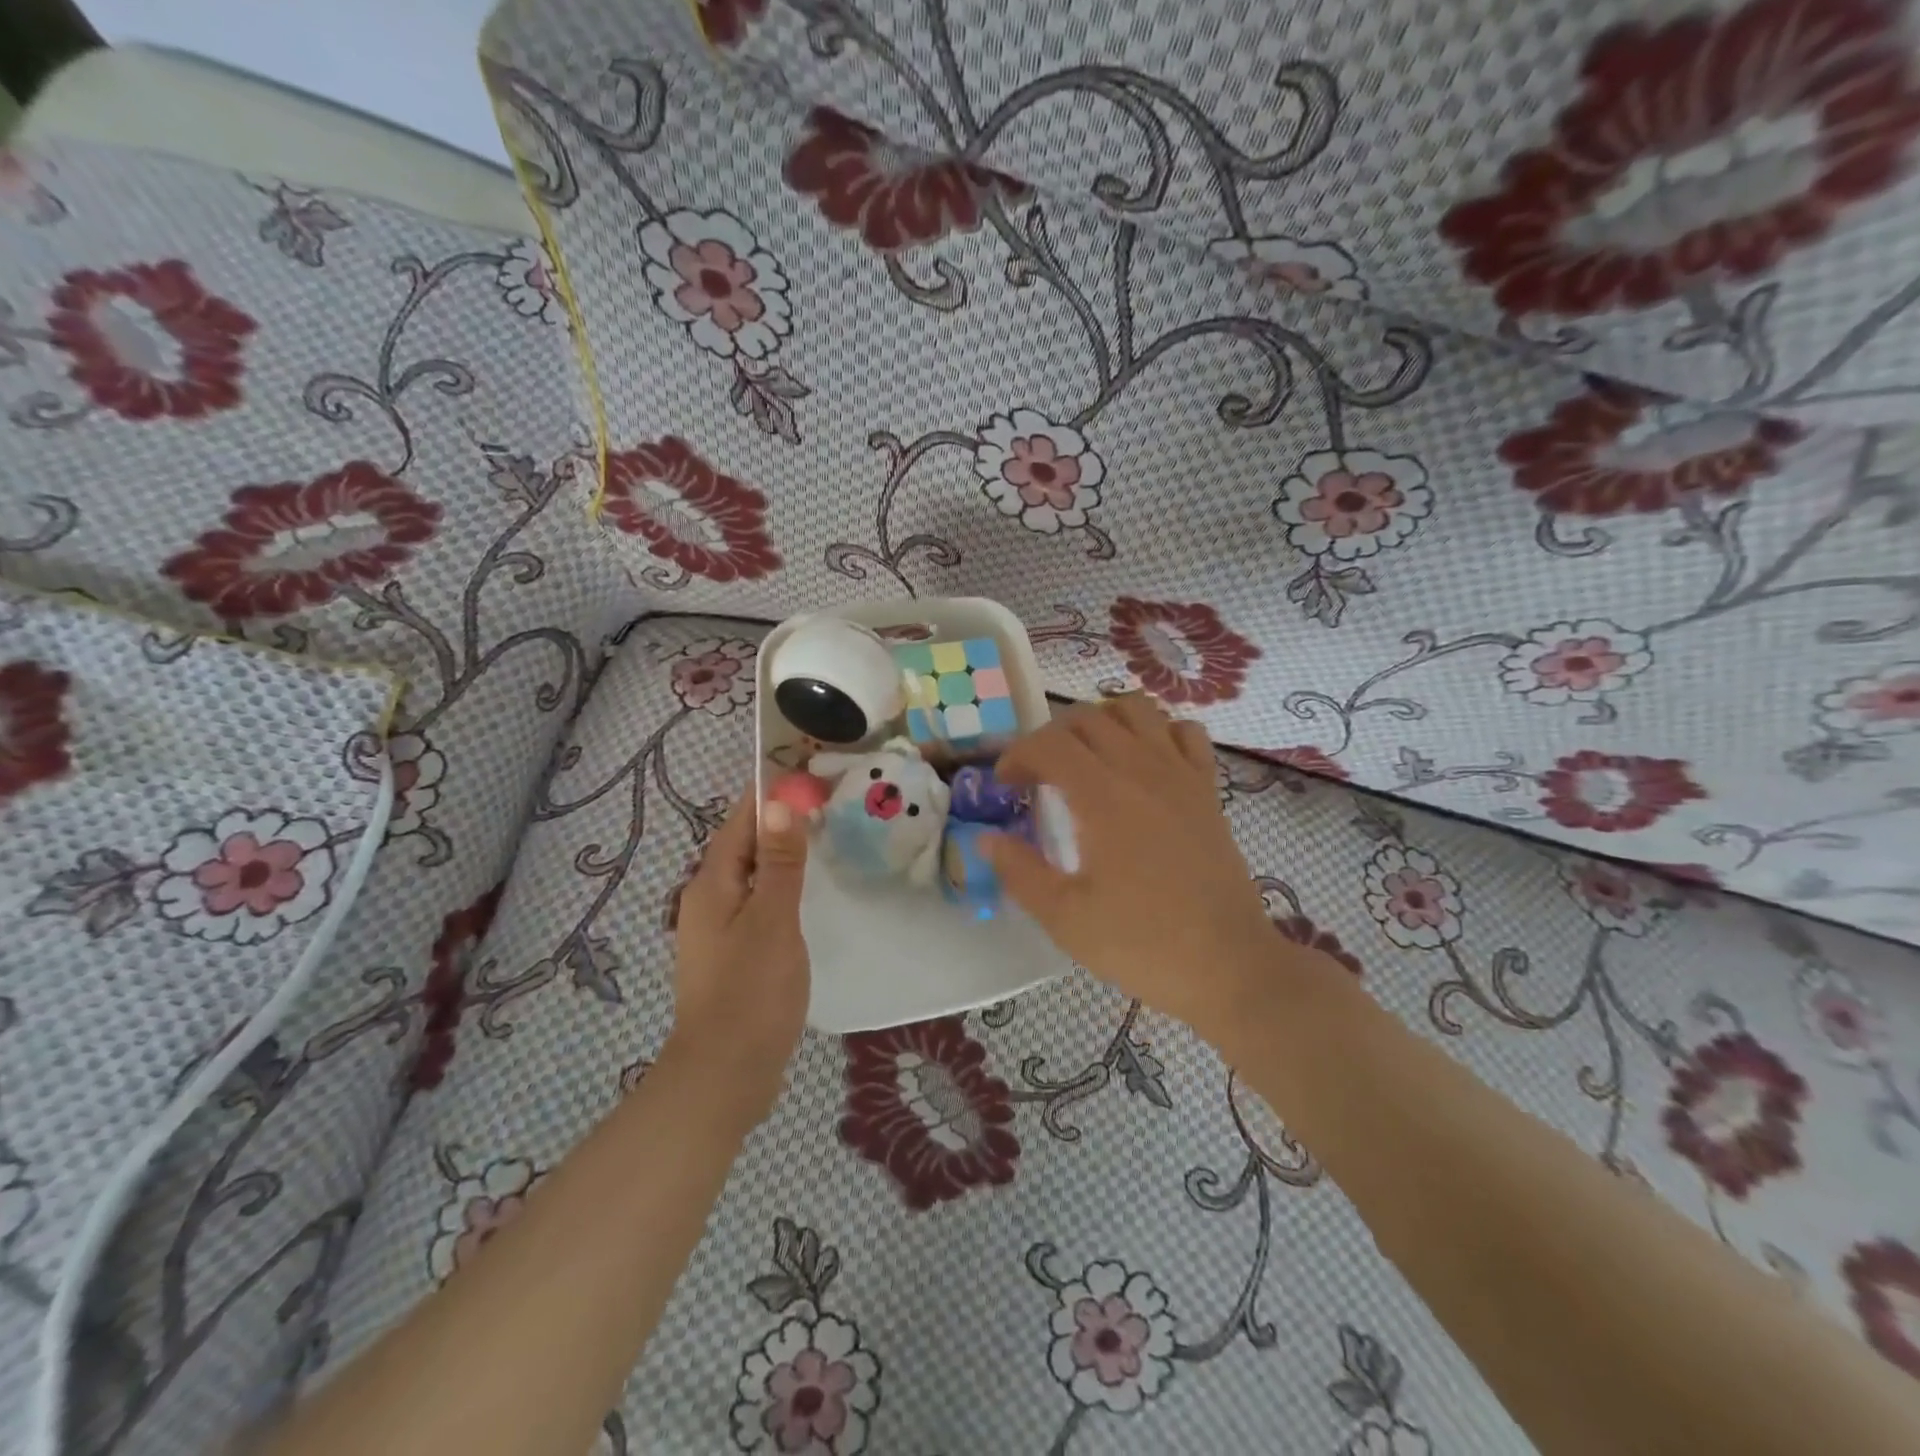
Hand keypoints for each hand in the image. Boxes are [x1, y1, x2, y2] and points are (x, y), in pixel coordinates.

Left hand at [666, 789, 811, 1117]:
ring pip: (750, 875)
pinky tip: (804, 895)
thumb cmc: (751, 991)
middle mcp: (706, 899)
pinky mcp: (732, 954)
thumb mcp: (772, 919)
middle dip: (777, 821)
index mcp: (711, 884)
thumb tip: (779, 802)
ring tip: (821, 839)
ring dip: (779, 854)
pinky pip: (755, 903)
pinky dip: (778, 887)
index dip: (769, 794)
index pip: (740, 821)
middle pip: (742, 845)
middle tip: (825, 803)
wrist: (726, 1073)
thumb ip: (777, 862)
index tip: (807, 774)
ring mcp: (717, 929)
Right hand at [984, 698, 1301, 1040]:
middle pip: (1086, 718)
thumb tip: (986, 838)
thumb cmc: (1142, 943)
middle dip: (1050, 737)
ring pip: (1136, 709)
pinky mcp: (1207, 789)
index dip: (1016, 755)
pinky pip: (1184, 732)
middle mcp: (1141, 769)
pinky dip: (1157, 732)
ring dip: (1102, 721)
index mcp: (1102, 797)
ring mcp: (1180, 774)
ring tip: (1087, 757)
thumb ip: (1019, 871)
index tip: (1004, 786)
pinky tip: (1144, 763)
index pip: (1048, 744)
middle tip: (1038, 775)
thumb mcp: (1065, 917)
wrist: (1229, 965)